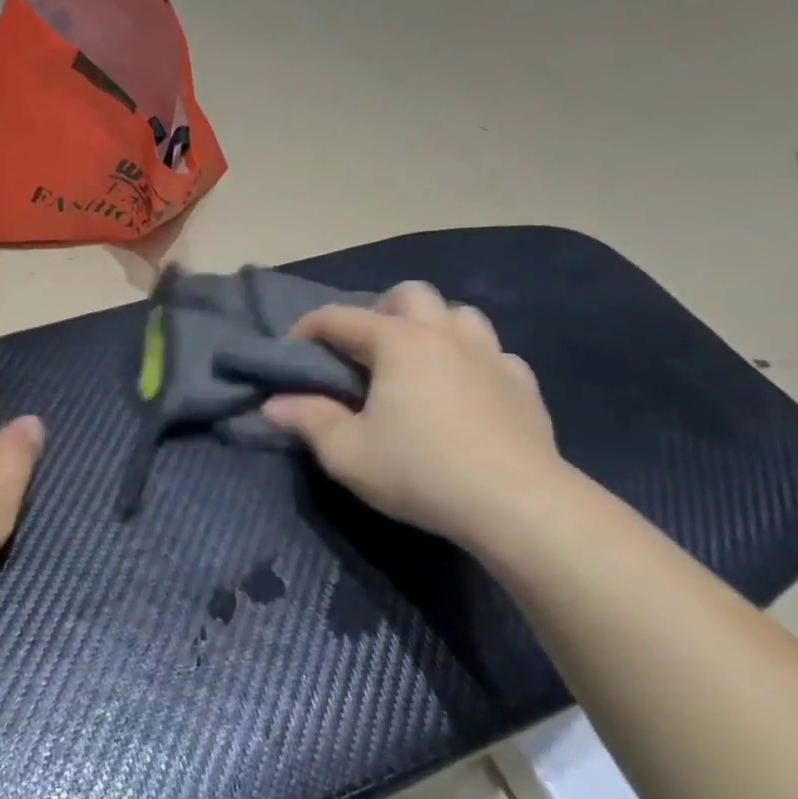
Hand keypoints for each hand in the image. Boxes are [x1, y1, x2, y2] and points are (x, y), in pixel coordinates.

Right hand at [261, 282, 567, 551]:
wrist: (519, 505)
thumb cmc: (420, 471)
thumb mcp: (347, 453)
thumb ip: (307, 420)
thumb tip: (273, 404)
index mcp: (397, 341)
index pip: (339, 317)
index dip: (307, 328)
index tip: (291, 351)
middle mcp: (444, 334)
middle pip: (409, 293)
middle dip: (380, 310)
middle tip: (365, 349)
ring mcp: (491, 356)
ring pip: (459, 314)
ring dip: (433, 326)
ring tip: (418, 361)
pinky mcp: (524, 385)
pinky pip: (496, 354)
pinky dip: (474, 362)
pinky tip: (467, 390)